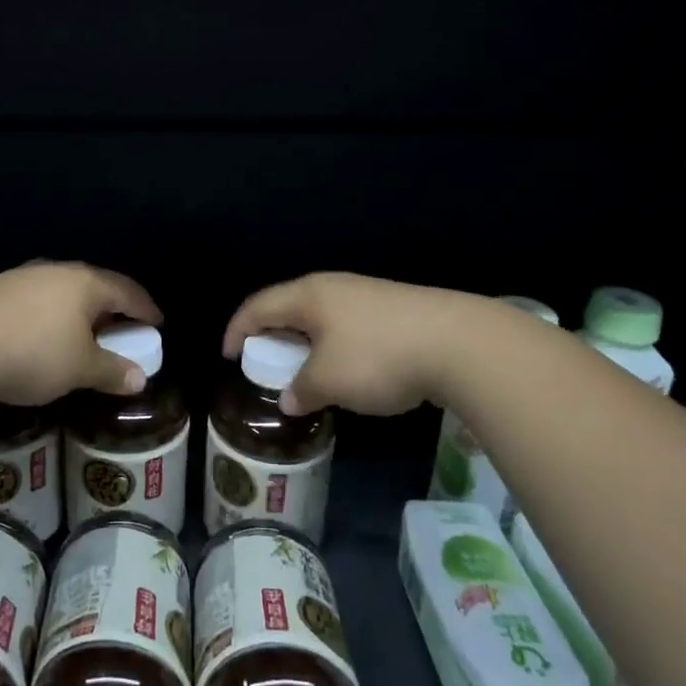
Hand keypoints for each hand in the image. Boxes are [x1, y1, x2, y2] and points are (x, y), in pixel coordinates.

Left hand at [0, 262, 162, 406]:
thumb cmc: (33, 352)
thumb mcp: (80, 368)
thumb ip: (112, 371)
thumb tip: (141, 379)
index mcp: (85, 283)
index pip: (126, 291)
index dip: (145, 308)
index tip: (157, 323)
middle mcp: (57, 271)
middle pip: (94, 287)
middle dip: (111, 309)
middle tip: (122, 331)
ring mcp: (22, 277)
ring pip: (62, 292)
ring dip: (78, 313)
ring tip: (82, 336)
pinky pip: (37, 301)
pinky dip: (50, 317)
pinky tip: (42, 337)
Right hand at [222, 272, 474, 415]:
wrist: (459, 343)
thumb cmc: (377, 357)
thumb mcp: (329, 381)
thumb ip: (301, 389)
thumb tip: (289, 398)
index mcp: (308, 295)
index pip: (258, 306)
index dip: (237, 330)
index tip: (227, 355)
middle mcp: (334, 287)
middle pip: (289, 306)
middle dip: (271, 335)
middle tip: (263, 362)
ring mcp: (367, 294)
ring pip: (321, 316)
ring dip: (305, 342)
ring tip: (304, 369)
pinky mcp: (395, 308)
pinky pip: (348, 324)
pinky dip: (334, 345)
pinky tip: (348, 368)